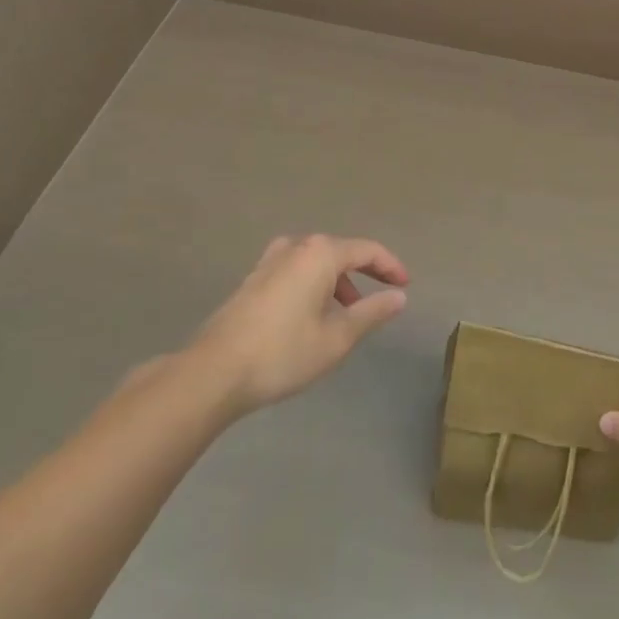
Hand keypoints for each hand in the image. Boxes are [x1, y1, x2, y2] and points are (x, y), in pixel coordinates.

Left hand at [190, 234, 408, 418]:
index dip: (390, 266)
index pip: (367, 250)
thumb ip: (372, 312)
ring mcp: (270, 261)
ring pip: (315, 262)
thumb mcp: (337, 338)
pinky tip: (310, 316)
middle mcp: (296, 246)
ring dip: (336, 282)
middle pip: (340, 252)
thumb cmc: (282, 353)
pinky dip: (312, 286)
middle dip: (363, 274)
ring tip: (345, 315)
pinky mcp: (253, 280)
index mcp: (320, 253)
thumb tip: (399, 296)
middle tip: (379, 298)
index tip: (405, 284)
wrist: (213, 372)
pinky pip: (295, 271)